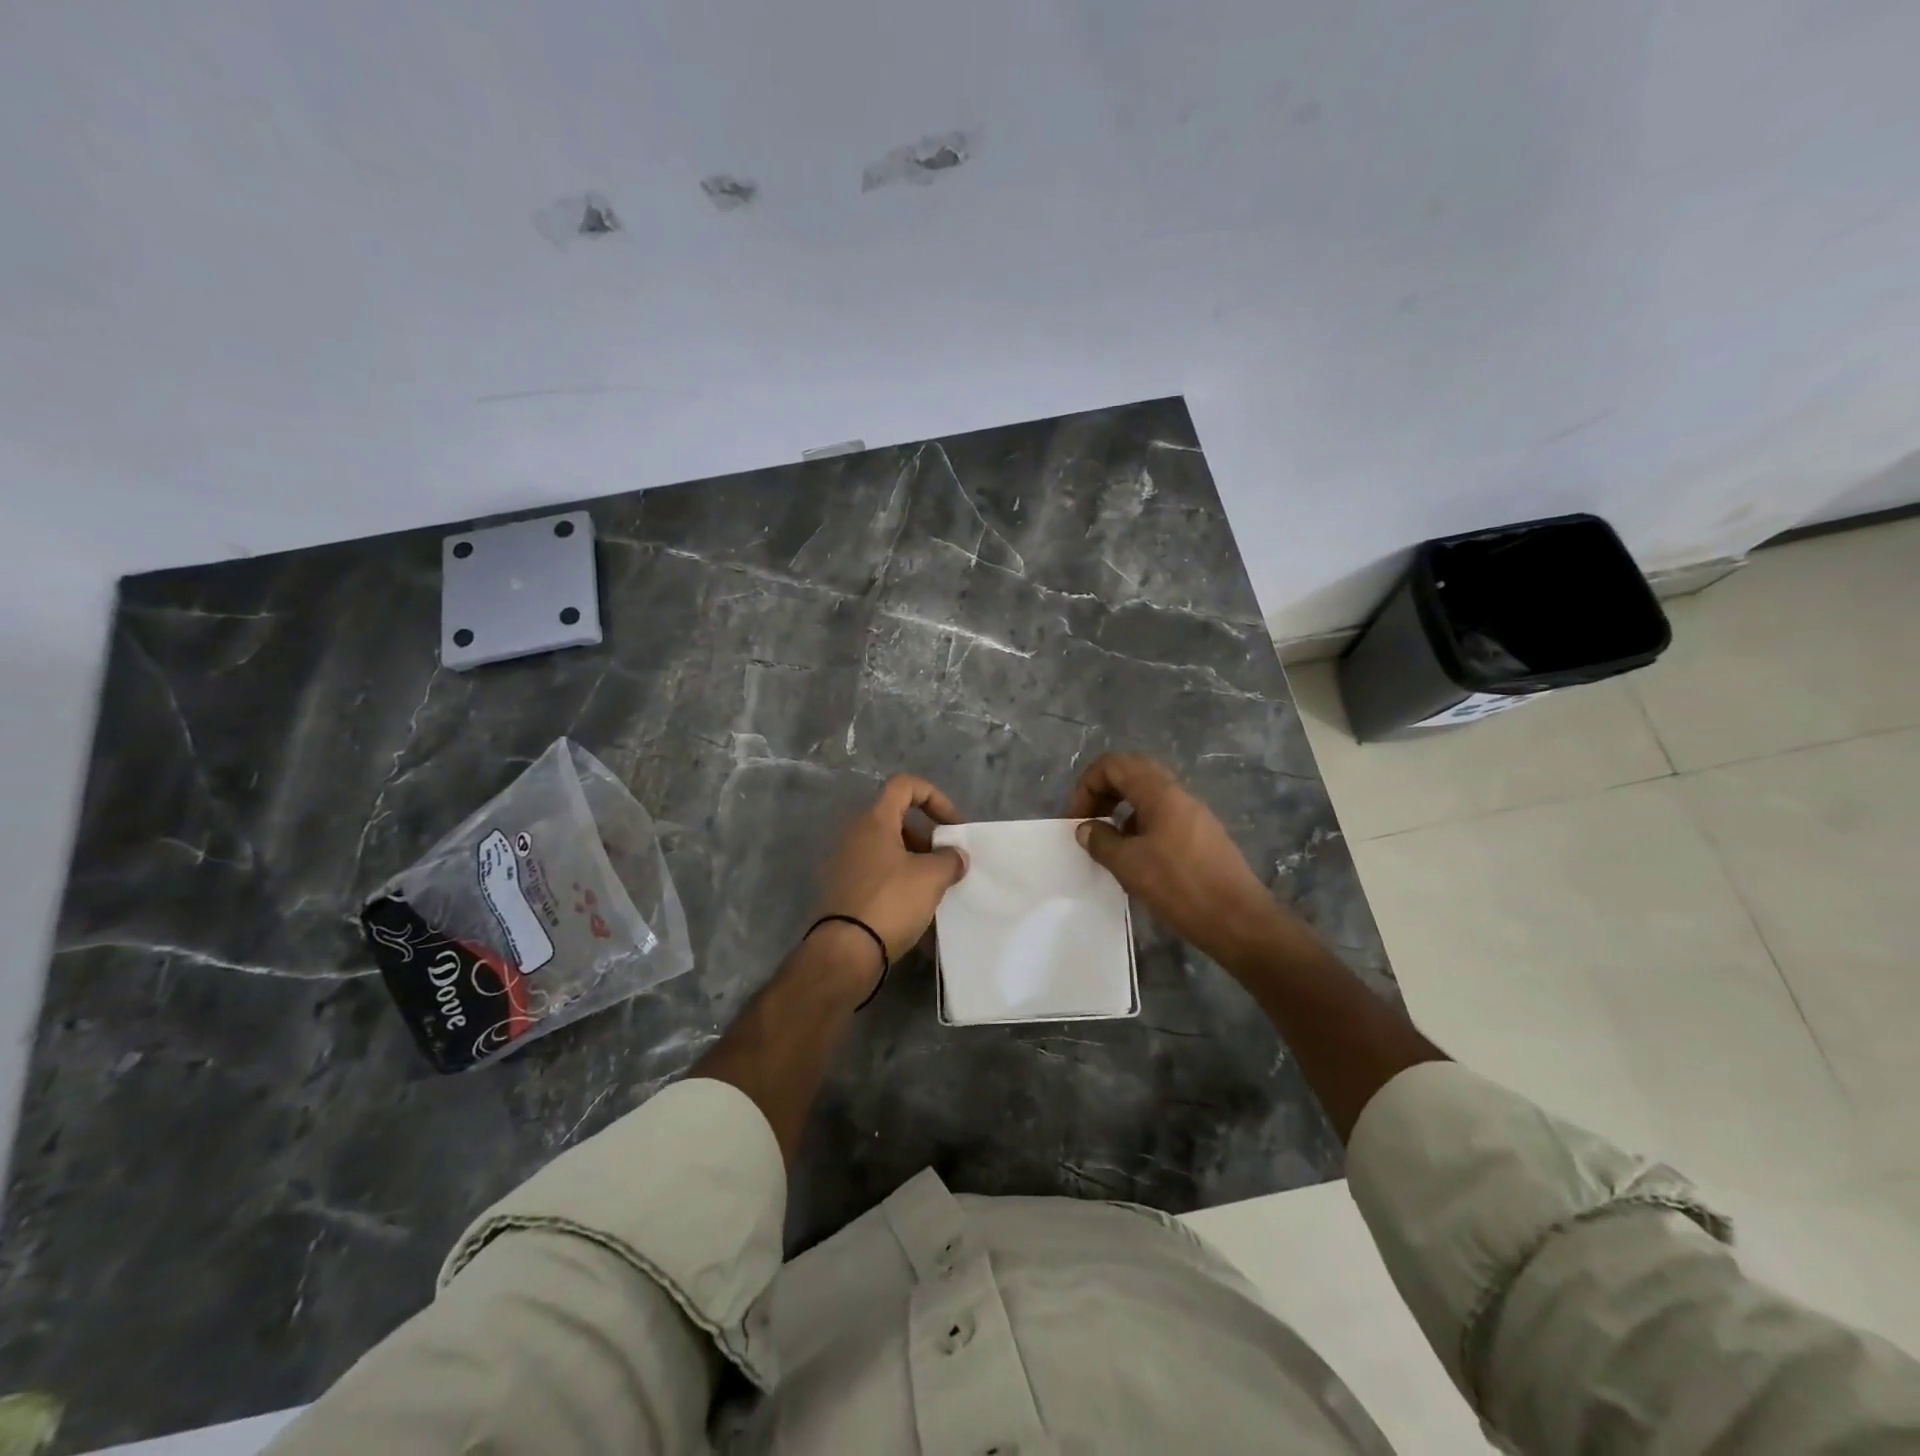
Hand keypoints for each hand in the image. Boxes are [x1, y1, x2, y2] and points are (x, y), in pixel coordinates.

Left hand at [814, 774, 968, 978]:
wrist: (844, 952)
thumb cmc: (890, 902)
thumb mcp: (931, 877)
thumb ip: (950, 859)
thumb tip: (955, 856)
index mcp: (874, 821)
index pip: (905, 785)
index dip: (935, 797)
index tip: (952, 826)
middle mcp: (855, 835)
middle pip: (897, 819)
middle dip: (927, 837)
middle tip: (946, 862)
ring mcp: (844, 863)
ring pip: (887, 849)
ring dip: (914, 861)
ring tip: (935, 889)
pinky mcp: (841, 890)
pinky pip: (876, 874)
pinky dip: (897, 881)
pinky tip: (914, 908)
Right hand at [1066, 753, 1294, 971]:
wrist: (1239, 920)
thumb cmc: (1180, 887)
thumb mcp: (1129, 865)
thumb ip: (1101, 841)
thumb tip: (1086, 829)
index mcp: (1160, 793)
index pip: (1114, 764)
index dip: (1087, 785)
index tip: (1077, 819)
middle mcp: (1179, 795)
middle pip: (1133, 773)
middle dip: (1104, 792)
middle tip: (1089, 822)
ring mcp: (1195, 815)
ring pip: (1150, 796)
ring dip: (1122, 810)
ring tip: (1109, 843)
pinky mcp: (1203, 837)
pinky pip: (1164, 817)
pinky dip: (1141, 826)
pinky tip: (1136, 859)